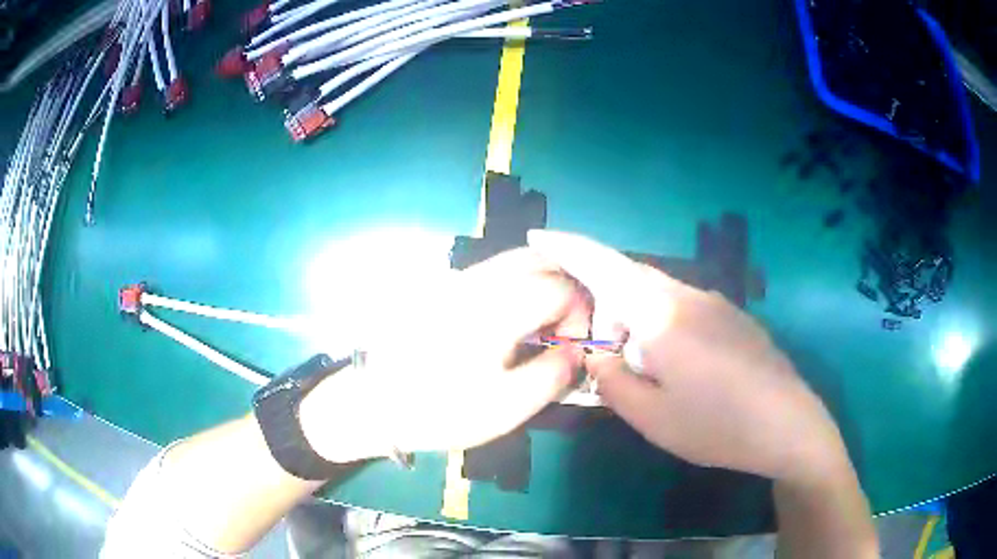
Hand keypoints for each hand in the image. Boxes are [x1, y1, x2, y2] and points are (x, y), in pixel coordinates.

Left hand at [300, 248, 589, 462]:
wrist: (372, 403)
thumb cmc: (439, 410)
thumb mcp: (506, 408)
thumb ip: (553, 375)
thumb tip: (577, 349)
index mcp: (494, 309)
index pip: (560, 285)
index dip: (579, 312)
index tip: (570, 345)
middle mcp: (476, 281)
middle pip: (539, 258)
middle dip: (565, 287)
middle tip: (563, 328)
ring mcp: (456, 279)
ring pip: (515, 259)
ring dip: (542, 282)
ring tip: (541, 325)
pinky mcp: (444, 287)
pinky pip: (494, 271)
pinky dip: (519, 284)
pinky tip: (512, 320)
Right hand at [528, 230, 849, 482]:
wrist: (789, 425)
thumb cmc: (716, 426)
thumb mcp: (650, 417)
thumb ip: (611, 379)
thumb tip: (598, 351)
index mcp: (661, 314)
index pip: (603, 266)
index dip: (567, 248)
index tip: (538, 238)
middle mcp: (688, 295)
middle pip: (630, 279)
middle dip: (603, 303)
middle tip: (597, 349)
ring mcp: (715, 303)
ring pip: (657, 295)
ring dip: (634, 318)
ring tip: (640, 367)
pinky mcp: (733, 316)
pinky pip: (682, 307)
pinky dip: (661, 324)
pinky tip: (677, 367)